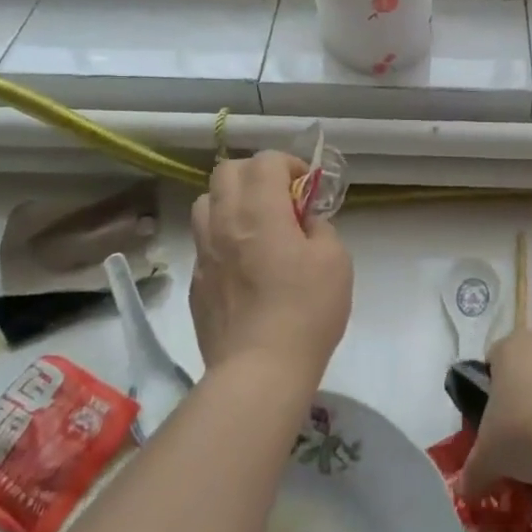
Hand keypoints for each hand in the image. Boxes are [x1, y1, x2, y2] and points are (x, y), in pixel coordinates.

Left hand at [189, 151, 353, 384]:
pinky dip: (222, 238)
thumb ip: (320, 227)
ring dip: (230, 202)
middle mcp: (224, 222)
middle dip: (254, 174)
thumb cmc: (306, 311)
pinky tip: (242, 266)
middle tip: (278, 200)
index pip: (265, 160)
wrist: (259, 371)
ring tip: (254, 227)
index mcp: (260, 210)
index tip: (306, 188)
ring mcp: (203, 252)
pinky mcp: (195, 282)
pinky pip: (203, 242)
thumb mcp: (336, 261)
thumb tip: (304, 222)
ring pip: (205, 203)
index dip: (289, 164)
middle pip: (226, 171)